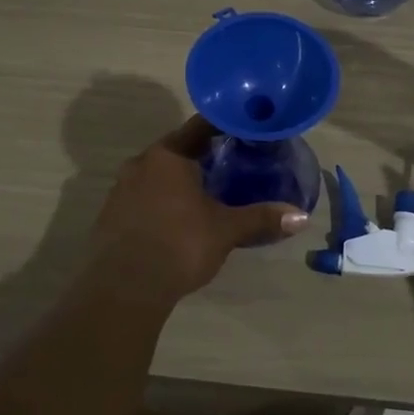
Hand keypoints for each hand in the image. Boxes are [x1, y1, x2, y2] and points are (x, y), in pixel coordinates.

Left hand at [86, 117, 309, 306]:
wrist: (122, 288)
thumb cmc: (178, 245)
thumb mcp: (225, 230)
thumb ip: (261, 218)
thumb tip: (300, 216)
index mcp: (168, 155)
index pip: (201, 127)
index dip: (225, 126)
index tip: (245, 129)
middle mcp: (141, 163)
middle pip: (178, 150)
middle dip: (204, 155)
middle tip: (234, 161)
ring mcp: (121, 189)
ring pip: (159, 174)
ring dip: (181, 179)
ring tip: (209, 191)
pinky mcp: (112, 214)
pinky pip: (144, 196)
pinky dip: (164, 199)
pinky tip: (179, 218)